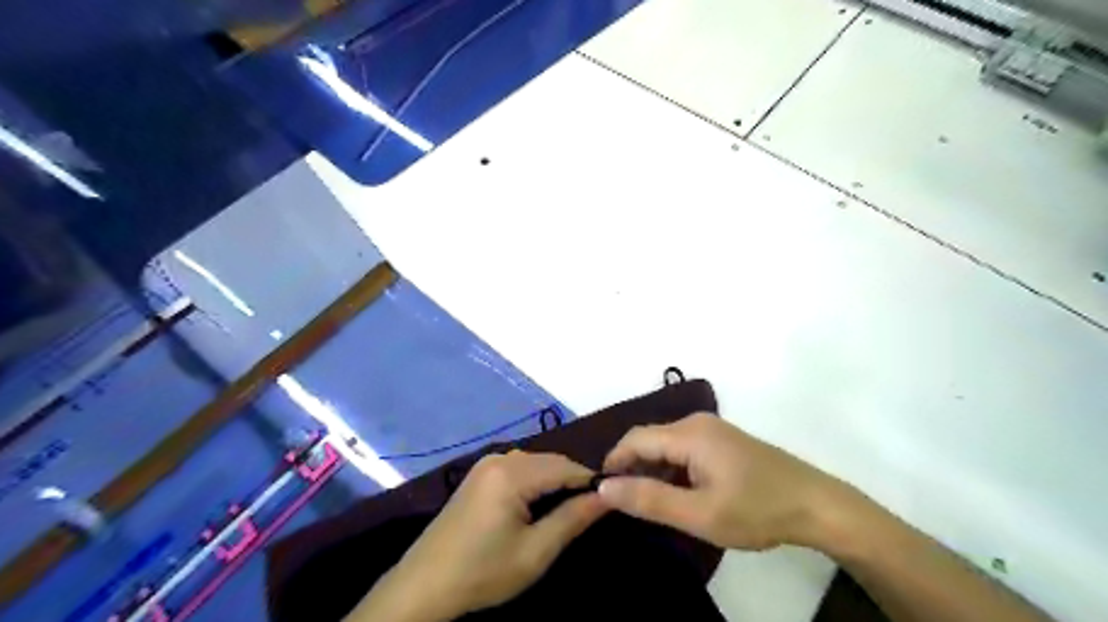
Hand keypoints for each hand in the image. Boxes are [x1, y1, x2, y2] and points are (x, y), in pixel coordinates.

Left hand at [354, 451, 609, 621]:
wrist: (423, 586)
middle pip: (550, 461)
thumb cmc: (483, 572)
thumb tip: (607, 496)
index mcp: (513, 473)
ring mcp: (486, 463)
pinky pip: (519, 468)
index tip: (611, 498)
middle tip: (591, 509)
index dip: (591, 481)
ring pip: (536, 463)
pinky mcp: (479, 474)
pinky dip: (535, 481)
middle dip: (572, 481)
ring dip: (554, 481)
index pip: (566, 466)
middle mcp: (500, 458)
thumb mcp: (535, 551)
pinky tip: (538, 504)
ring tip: (567, 510)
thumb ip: (573, 518)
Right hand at [598, 412, 849, 549]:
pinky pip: (683, 449)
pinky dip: (671, 469)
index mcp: (688, 434)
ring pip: (666, 445)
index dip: (614, 462)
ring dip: (652, 470)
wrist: (816, 505)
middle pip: (649, 439)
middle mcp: (696, 423)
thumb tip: (604, 487)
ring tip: (649, 503)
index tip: (602, 493)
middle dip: (632, 468)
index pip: (634, 439)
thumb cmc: (757, 510)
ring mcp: (712, 430)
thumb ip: (649, 499)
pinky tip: (678, 494)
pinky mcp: (722, 441)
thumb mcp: (699, 514)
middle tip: (626, 504)